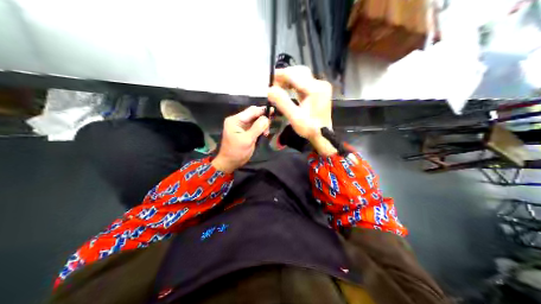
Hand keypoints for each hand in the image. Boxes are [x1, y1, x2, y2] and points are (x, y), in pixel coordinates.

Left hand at [211, 106, 270, 173]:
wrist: (229, 163)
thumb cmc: (236, 152)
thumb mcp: (247, 140)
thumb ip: (257, 128)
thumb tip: (267, 118)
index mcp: (235, 120)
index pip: (251, 111)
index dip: (263, 110)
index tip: (274, 111)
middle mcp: (237, 120)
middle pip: (253, 114)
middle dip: (263, 118)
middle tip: (271, 124)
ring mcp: (240, 125)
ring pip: (255, 120)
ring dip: (262, 124)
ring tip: (266, 132)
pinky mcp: (244, 131)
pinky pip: (254, 126)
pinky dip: (260, 128)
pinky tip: (264, 132)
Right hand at [266, 66, 336, 155]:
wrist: (323, 136)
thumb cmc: (309, 128)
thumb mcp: (295, 118)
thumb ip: (283, 102)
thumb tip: (270, 90)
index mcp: (315, 89)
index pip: (295, 75)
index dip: (280, 75)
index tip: (269, 81)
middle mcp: (320, 84)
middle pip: (299, 72)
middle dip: (285, 75)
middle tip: (273, 84)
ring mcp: (320, 86)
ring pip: (301, 75)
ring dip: (289, 79)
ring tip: (277, 87)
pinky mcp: (319, 90)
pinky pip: (304, 81)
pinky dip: (294, 83)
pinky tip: (286, 89)